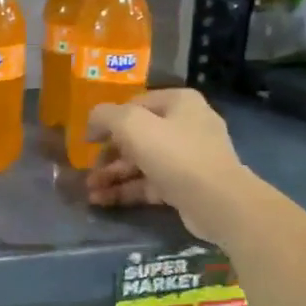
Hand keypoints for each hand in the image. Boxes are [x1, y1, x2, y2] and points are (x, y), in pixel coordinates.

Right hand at [85, 88, 249, 244]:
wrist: (218, 202)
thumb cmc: (175, 155)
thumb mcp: (133, 126)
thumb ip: (106, 116)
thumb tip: (92, 121)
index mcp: (178, 102)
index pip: (134, 105)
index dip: (107, 121)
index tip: (86, 140)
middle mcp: (186, 125)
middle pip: (137, 136)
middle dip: (108, 155)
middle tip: (86, 171)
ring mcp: (188, 157)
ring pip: (141, 162)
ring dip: (113, 175)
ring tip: (89, 191)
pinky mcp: (186, 185)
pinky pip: (150, 183)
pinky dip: (127, 190)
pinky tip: (102, 201)